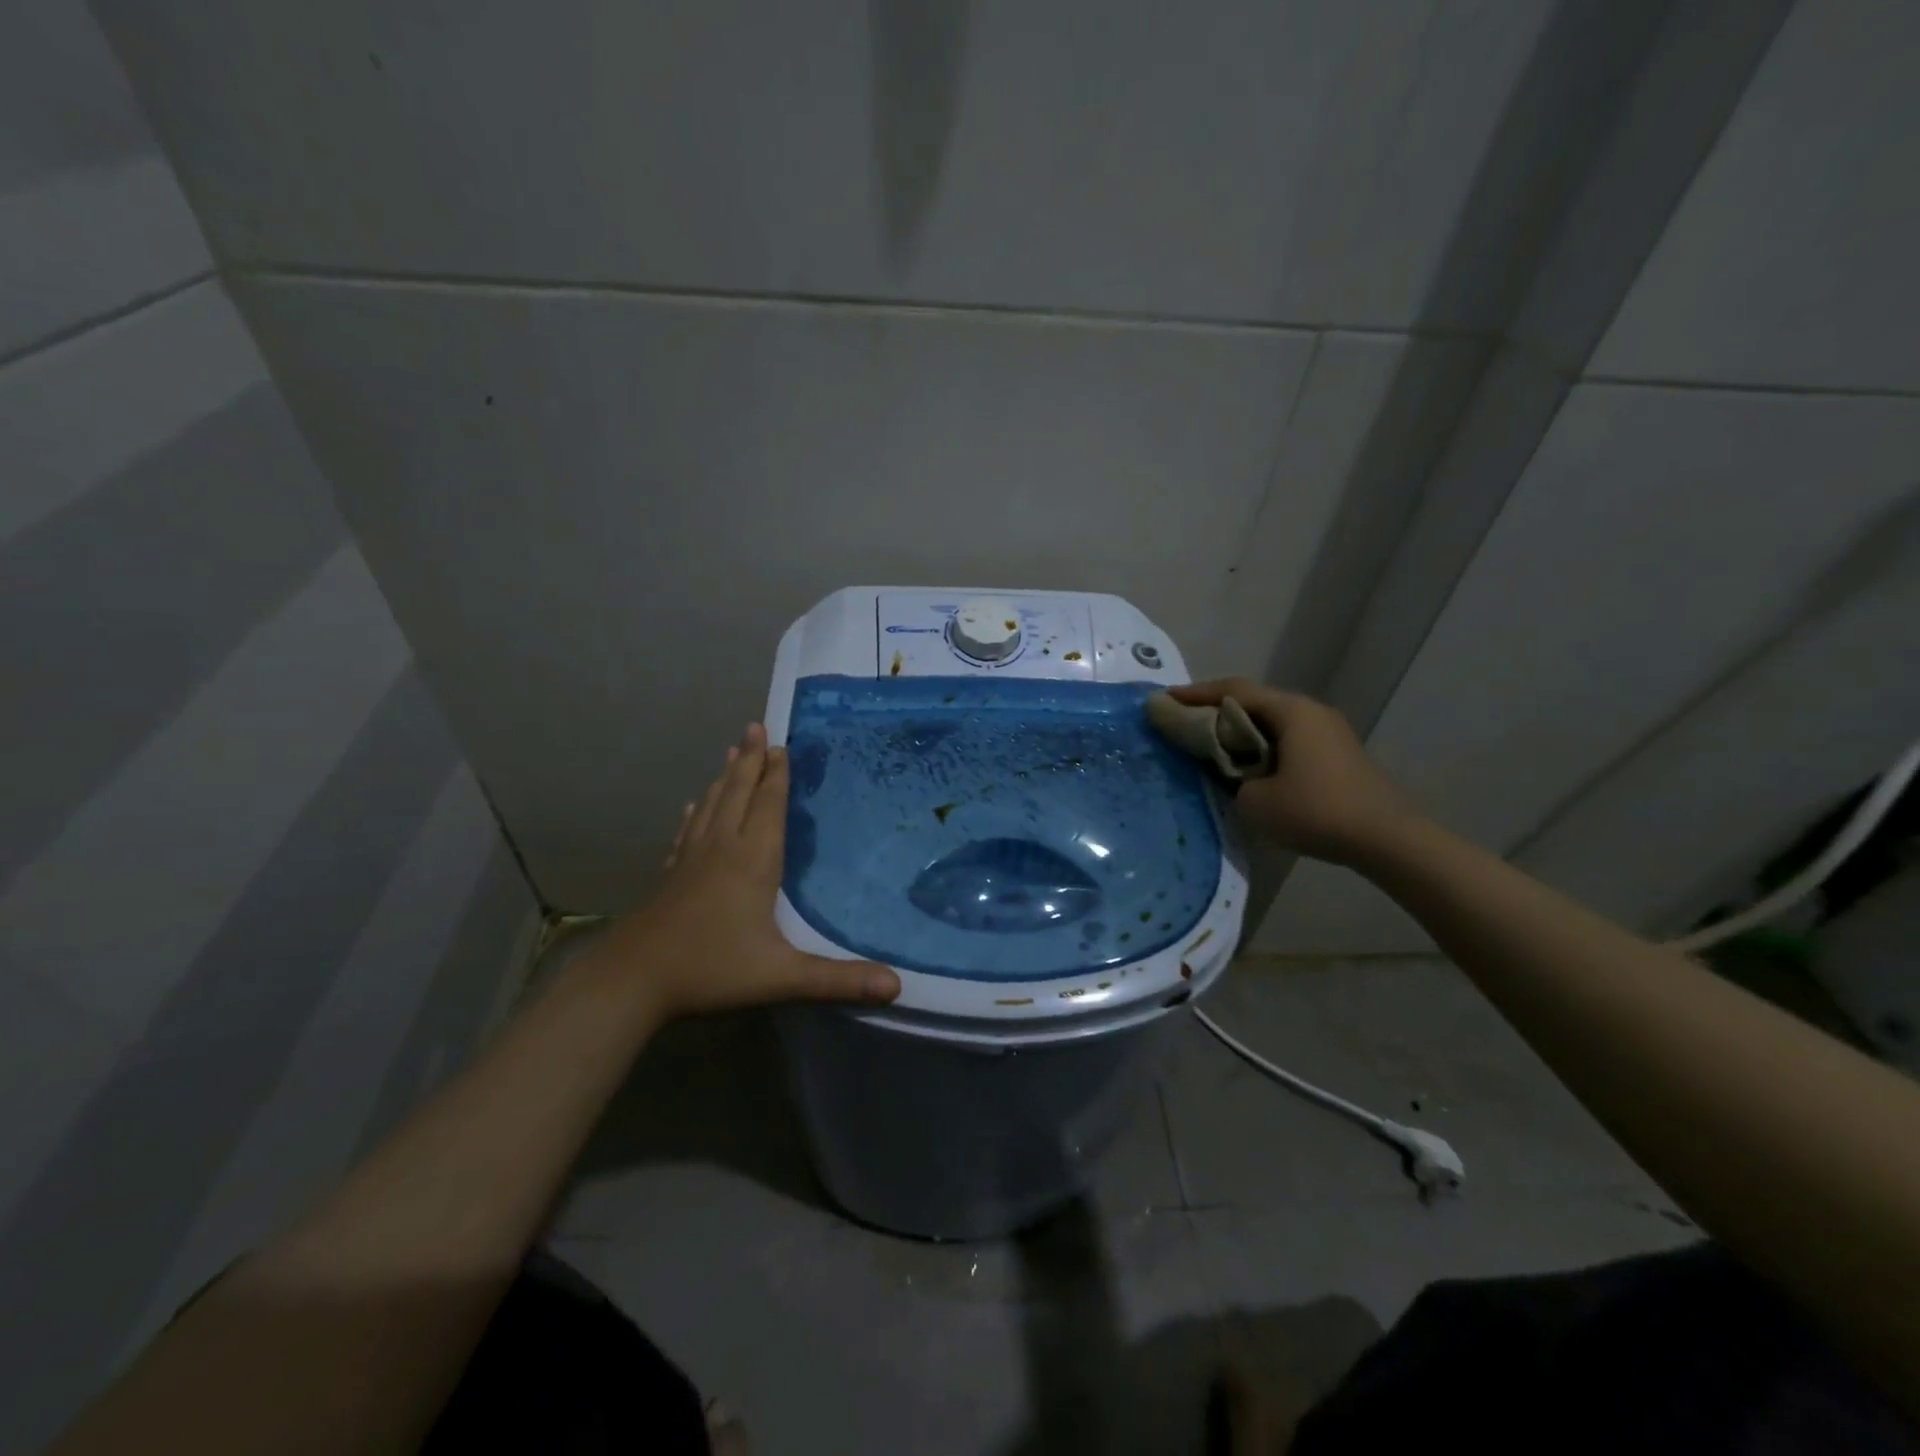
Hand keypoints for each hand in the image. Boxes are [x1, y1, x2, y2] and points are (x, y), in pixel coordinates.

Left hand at [586, 724, 900, 1024]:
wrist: (633, 980)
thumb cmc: (712, 969)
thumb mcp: (781, 976)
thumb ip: (838, 980)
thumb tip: (897, 987)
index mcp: (752, 860)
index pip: (768, 805)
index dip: (777, 774)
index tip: (782, 744)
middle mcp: (722, 848)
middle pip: (738, 793)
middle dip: (751, 760)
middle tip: (757, 726)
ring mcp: (691, 859)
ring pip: (712, 805)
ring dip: (726, 776)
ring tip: (733, 750)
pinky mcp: (671, 875)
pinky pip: (688, 831)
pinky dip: (696, 813)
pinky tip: (693, 807)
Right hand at [1170, 679, 1419, 866]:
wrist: (1386, 839)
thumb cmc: (1315, 811)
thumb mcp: (1254, 800)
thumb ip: (1232, 779)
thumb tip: (1234, 775)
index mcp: (1291, 711)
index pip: (1233, 691)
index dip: (1196, 694)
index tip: (1165, 700)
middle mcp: (1310, 712)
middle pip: (1253, 701)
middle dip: (1215, 710)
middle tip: (1183, 721)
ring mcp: (1328, 732)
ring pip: (1271, 721)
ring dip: (1239, 730)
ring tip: (1209, 744)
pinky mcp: (1336, 755)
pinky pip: (1287, 739)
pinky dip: (1260, 745)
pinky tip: (1246, 765)